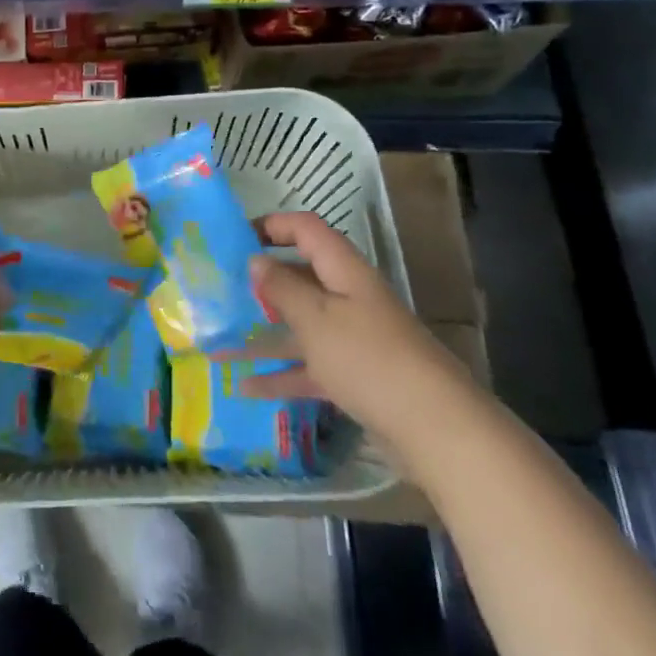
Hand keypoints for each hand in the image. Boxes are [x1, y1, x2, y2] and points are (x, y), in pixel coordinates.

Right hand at [237, 212, 480, 456]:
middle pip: (301, 277)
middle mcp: (349, 297)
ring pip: (300, 324)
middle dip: (261, 281)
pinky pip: (309, 365)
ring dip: (262, 332)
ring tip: (219, 340)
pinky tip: (244, 387)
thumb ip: (282, 287)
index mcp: (344, 271)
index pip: (307, 230)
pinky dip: (280, 374)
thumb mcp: (315, 318)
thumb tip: (256, 260)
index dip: (272, 225)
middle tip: (220, 288)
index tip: (234, 237)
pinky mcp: (355, 375)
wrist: (436, 429)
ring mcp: (353, 338)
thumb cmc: (368, 358)